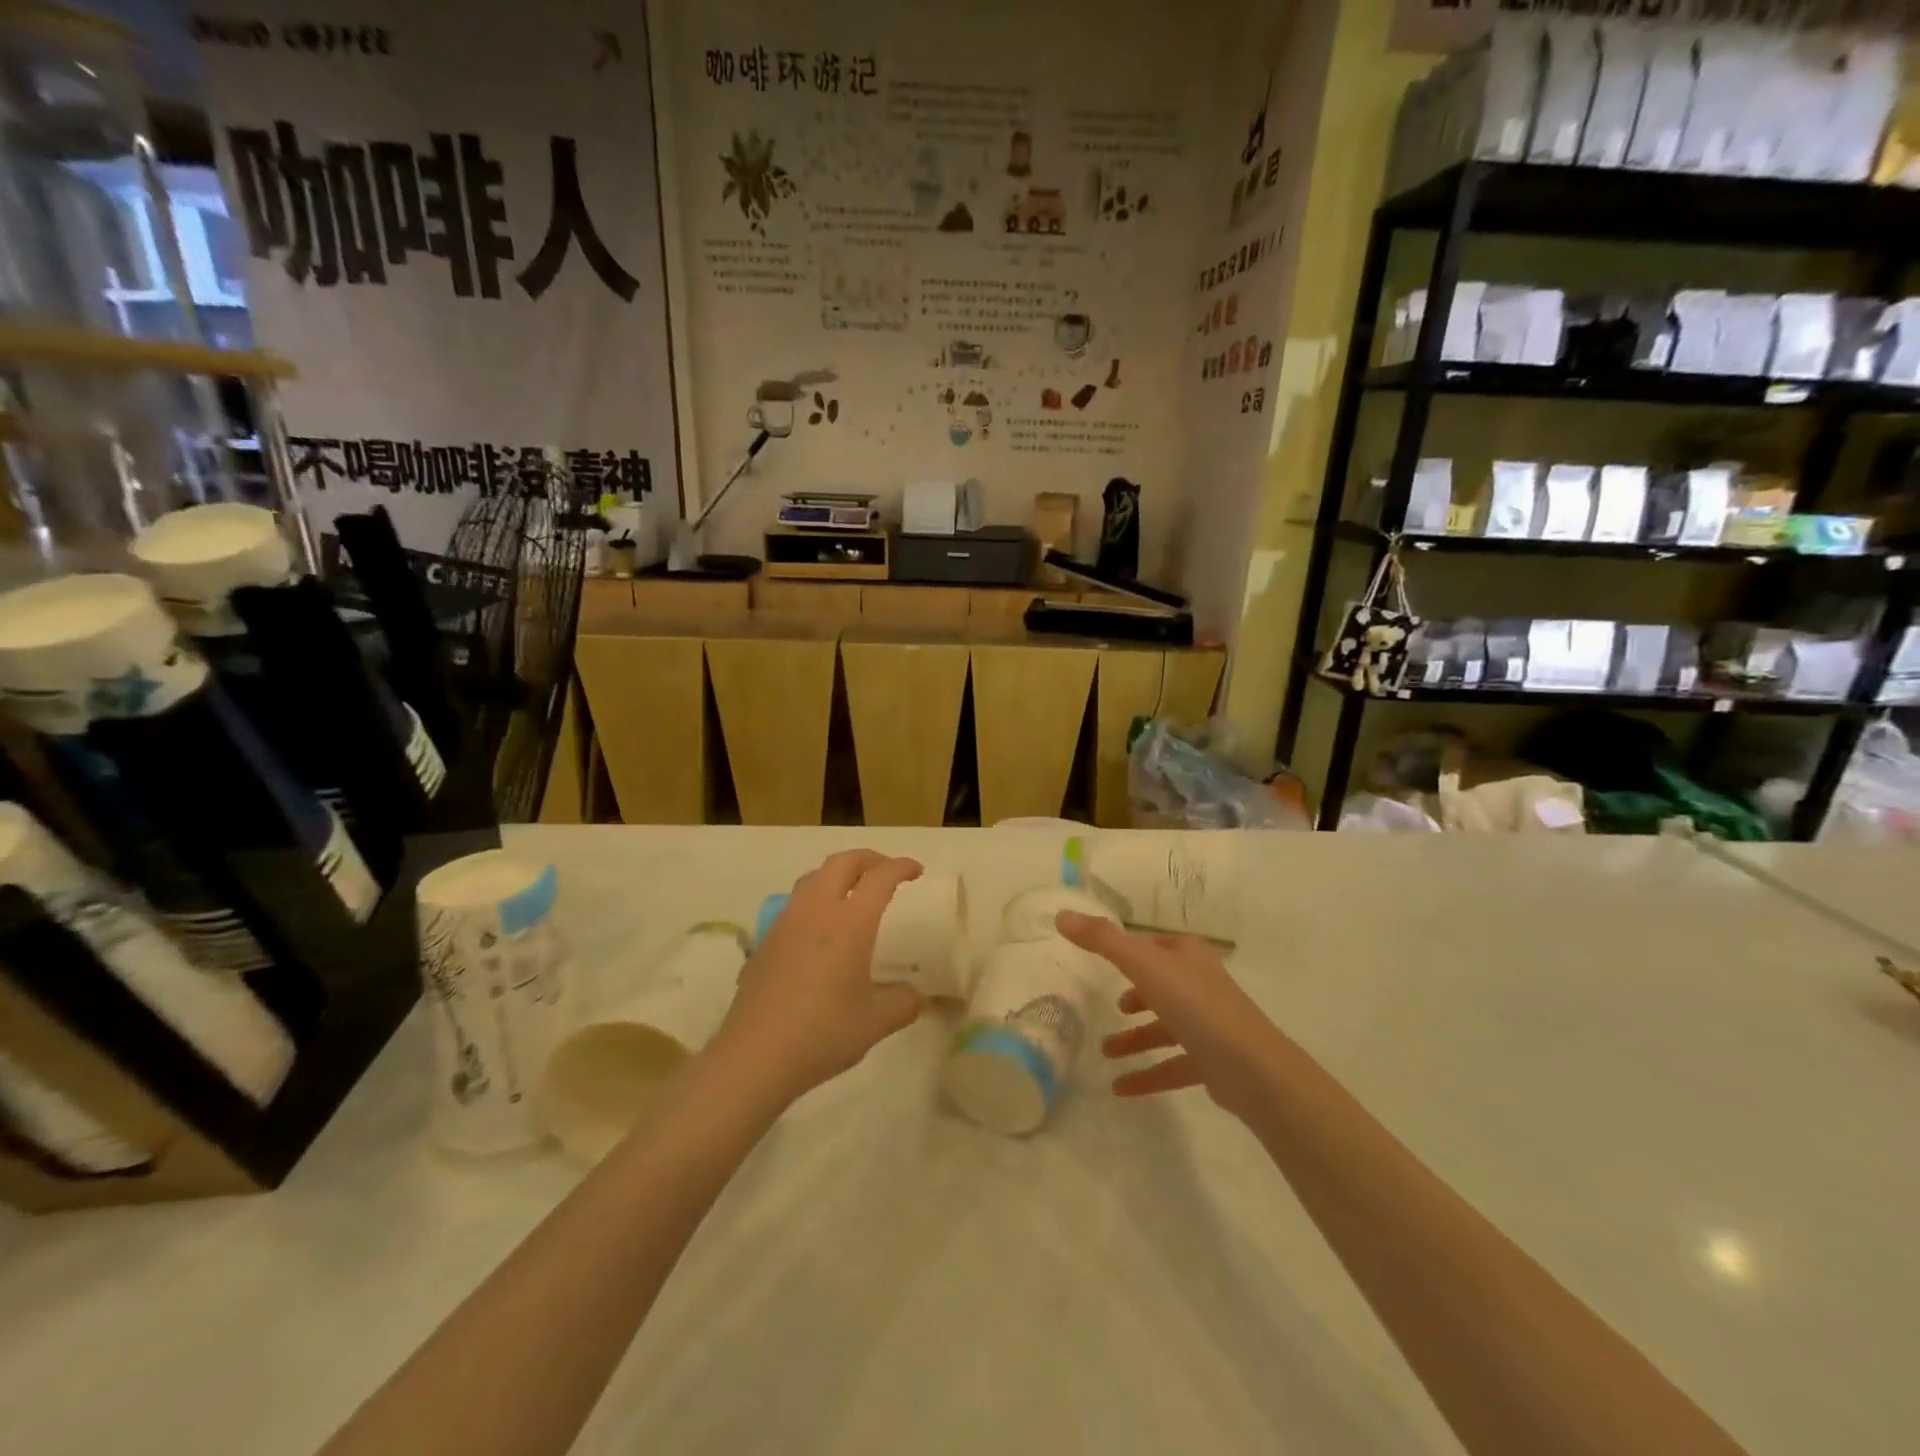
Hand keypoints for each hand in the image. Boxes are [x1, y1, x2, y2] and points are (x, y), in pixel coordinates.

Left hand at [713, 850, 925, 1103]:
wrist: (754, 1057)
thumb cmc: (822, 1034)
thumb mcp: (876, 1022)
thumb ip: (904, 1003)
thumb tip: (914, 996)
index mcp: (849, 922)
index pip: (880, 878)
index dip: (901, 867)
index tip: (916, 870)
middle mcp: (816, 911)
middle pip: (842, 862)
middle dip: (869, 859)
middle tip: (887, 872)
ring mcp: (786, 923)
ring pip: (814, 877)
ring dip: (839, 874)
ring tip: (854, 893)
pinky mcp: (766, 940)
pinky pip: (796, 903)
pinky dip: (817, 898)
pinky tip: (821, 929)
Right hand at [1056, 911, 1287, 1121]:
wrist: (1251, 1067)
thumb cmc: (1195, 1004)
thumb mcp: (1142, 964)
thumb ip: (1102, 940)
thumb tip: (1061, 915)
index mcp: (1188, 955)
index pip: (1154, 945)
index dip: (1131, 951)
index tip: (1105, 960)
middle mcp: (1200, 984)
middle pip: (1161, 985)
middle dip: (1136, 996)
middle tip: (1113, 1007)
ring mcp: (1209, 1024)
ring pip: (1165, 1027)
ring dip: (1136, 1039)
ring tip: (1105, 1051)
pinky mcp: (1212, 1061)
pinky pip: (1172, 1065)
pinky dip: (1147, 1074)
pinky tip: (1120, 1088)